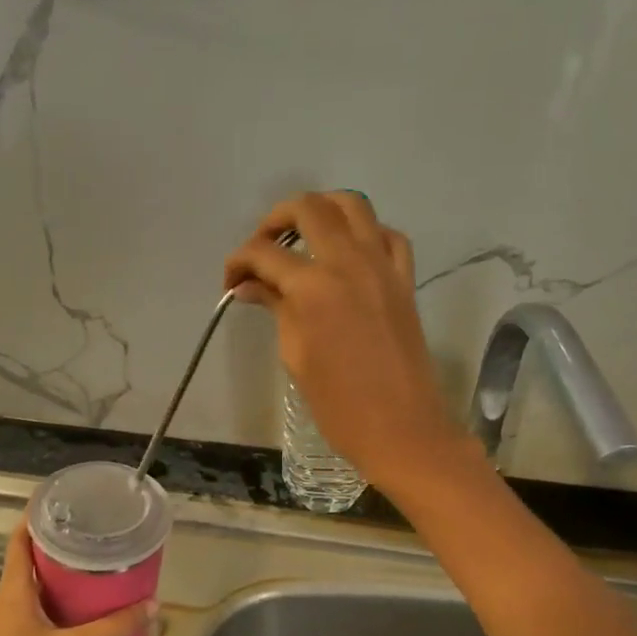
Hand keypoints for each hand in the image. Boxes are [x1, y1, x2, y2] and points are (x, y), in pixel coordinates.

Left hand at [0, 521, 155, 635]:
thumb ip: (116, 627)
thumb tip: (153, 605)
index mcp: (12, 594)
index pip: (18, 542)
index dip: (34, 518)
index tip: (61, 501)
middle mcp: (6, 604)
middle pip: (27, 562)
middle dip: (56, 545)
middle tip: (91, 532)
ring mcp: (8, 628)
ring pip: (33, 588)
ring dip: (58, 574)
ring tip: (93, 564)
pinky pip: (37, 610)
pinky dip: (58, 600)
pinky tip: (84, 609)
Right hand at [224, 192, 471, 492]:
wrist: (403, 429)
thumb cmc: (339, 405)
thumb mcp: (296, 356)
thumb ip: (276, 308)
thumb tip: (250, 286)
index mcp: (314, 288)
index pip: (264, 253)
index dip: (238, 262)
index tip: (231, 282)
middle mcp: (350, 263)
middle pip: (308, 208)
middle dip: (275, 219)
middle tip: (262, 249)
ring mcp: (383, 267)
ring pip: (353, 205)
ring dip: (322, 210)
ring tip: (303, 238)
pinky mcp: (405, 279)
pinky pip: (388, 236)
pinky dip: (365, 233)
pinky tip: (350, 254)